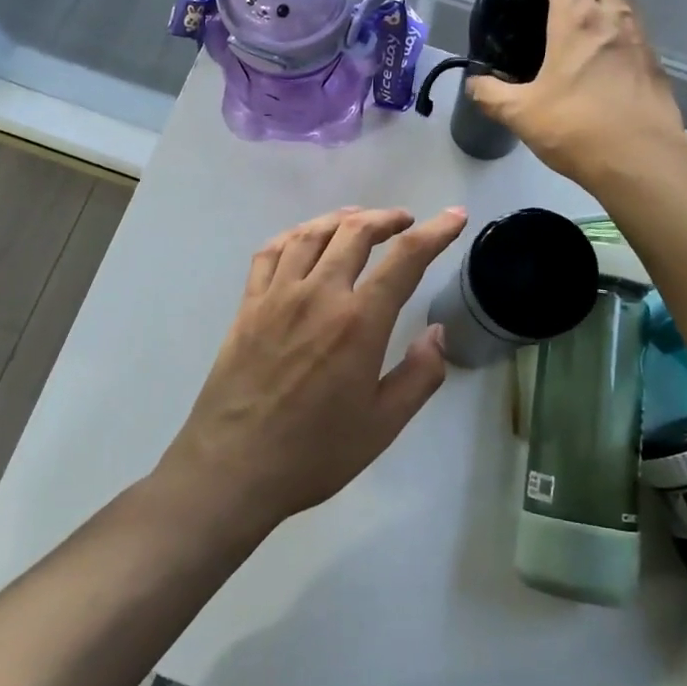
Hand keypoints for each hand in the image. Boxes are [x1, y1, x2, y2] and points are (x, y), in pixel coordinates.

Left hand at [158, 206, 468, 527]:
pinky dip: (294, 235)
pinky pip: (270, 252)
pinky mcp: (247, 305)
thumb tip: (436, 333)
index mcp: (359, 322)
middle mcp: (319, 294)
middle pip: (356, 232)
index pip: (406, 258)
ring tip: (360, 219)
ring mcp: (277, 295)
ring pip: (312, 234)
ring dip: (342, 219)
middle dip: (387, 218)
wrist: (232, 468)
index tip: (454, 216)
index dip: (436, 232)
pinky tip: (304, 239)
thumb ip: (420, 375)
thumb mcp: (384, 425)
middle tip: (405, 221)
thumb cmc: (315, 453)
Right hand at [466, 0, 686, 185]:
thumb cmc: (577, 129)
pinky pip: (635, 27)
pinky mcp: (655, 65)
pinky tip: (600, 54)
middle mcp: (614, 19)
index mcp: (578, 20)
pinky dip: (616, 24)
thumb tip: (475, 84)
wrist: (643, 161)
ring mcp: (641, 40)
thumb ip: (492, 95)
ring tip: (580, 15)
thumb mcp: (521, 114)